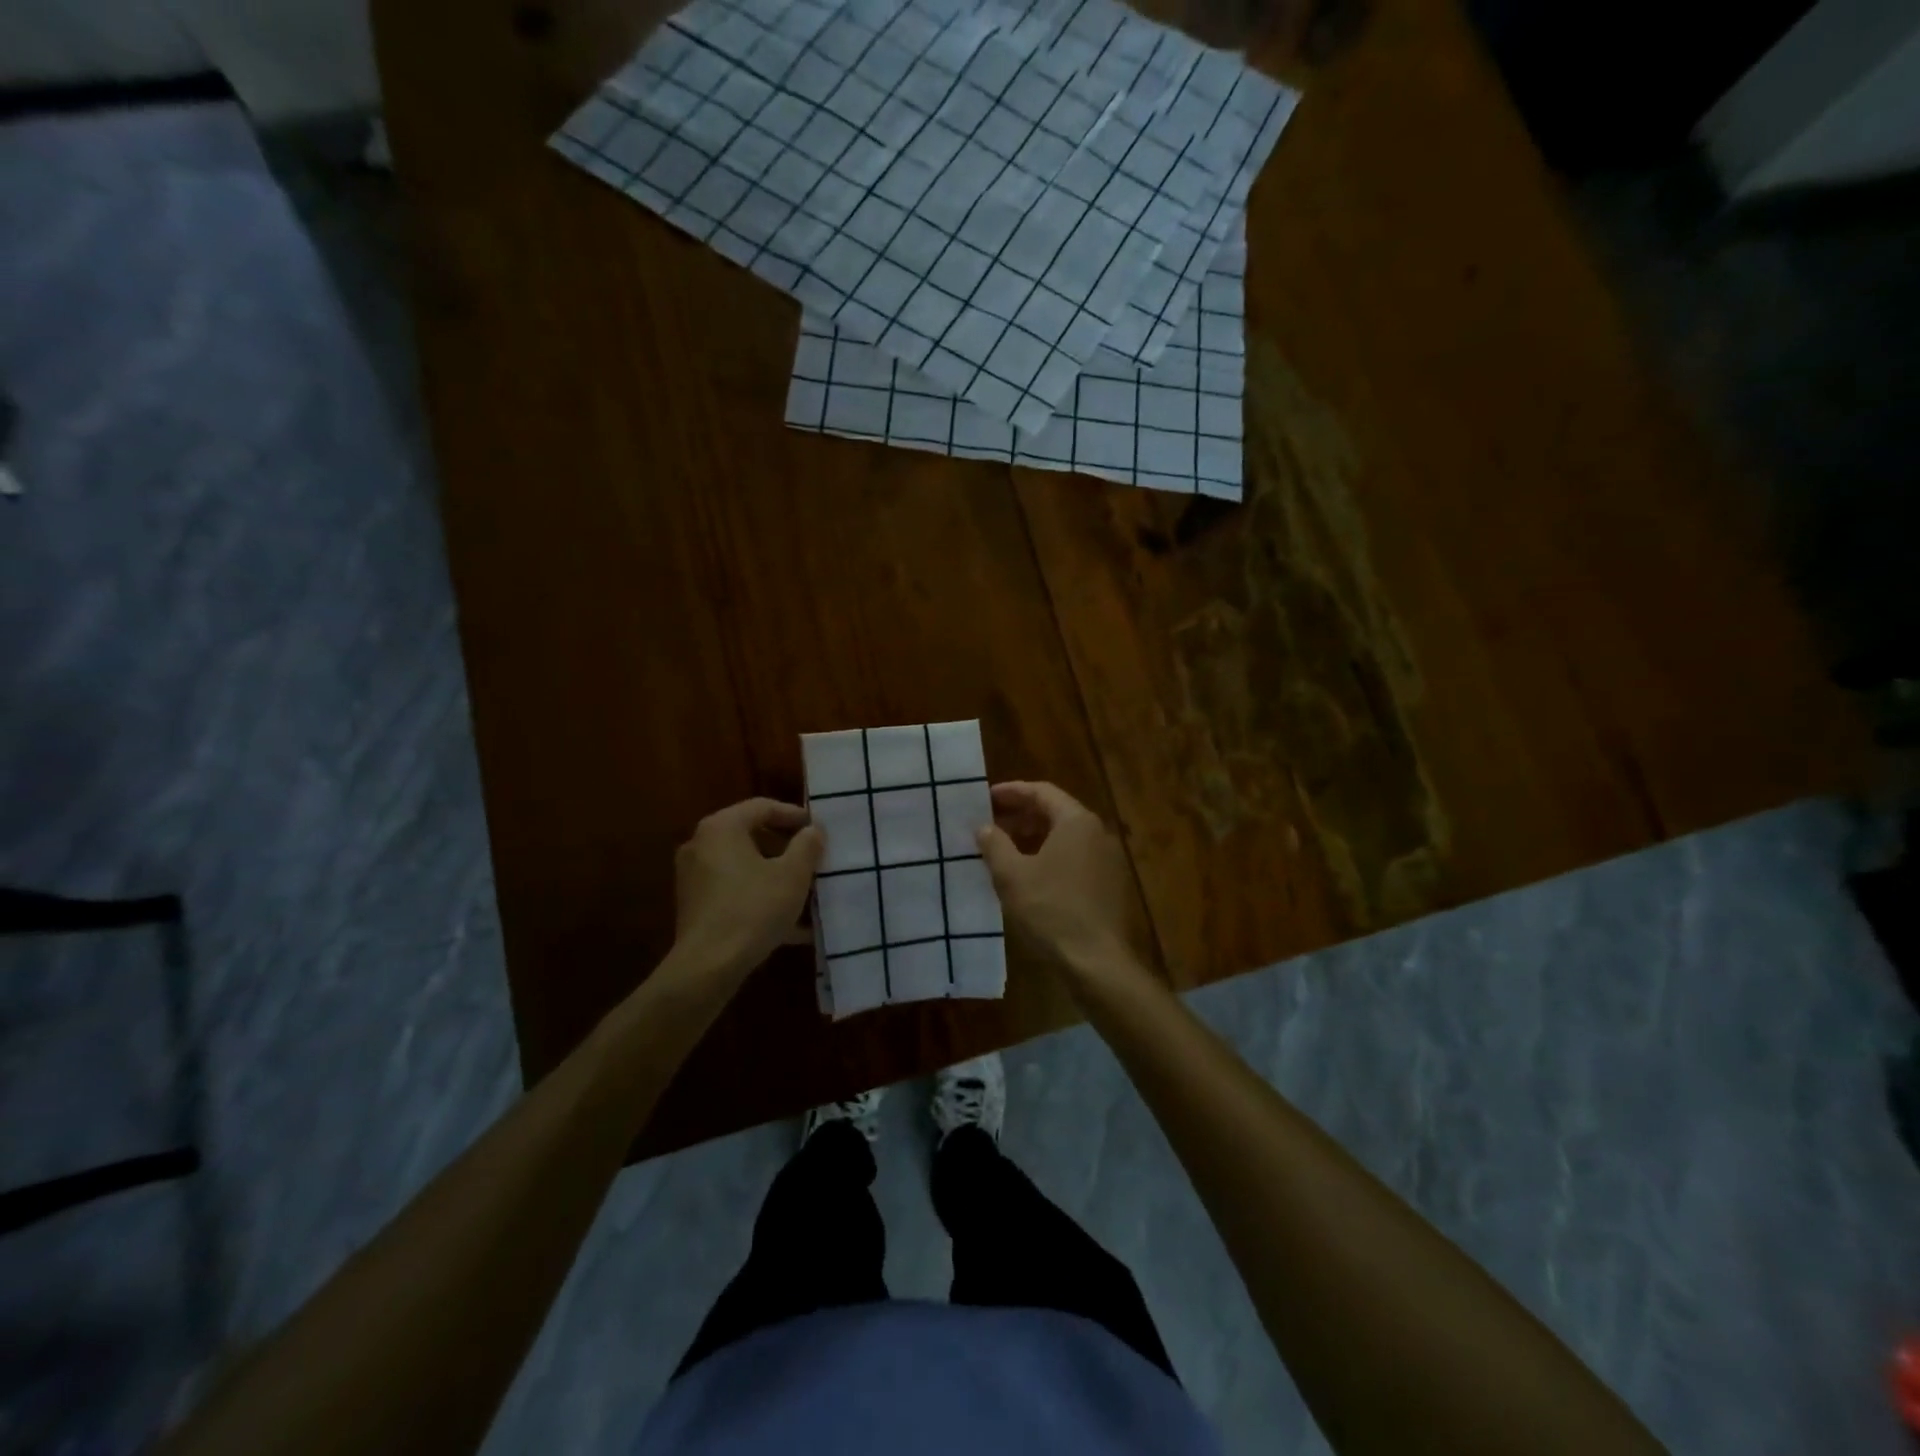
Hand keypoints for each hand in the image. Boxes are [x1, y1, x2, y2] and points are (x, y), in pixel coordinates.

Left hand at [671, 798, 822, 983]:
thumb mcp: (792, 875)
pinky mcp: (696, 906)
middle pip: (752, 836)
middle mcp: (701, 845)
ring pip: (745, 867)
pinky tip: (792, 926)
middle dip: (787, 849)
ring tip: (808, 893)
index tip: (820, 830)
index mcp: (722, 828)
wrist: (708, 967)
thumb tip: (813, 830)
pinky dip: (761, 899)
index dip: (795, 815)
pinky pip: (736, 892)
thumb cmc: (754, 909)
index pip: (763, 807)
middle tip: (815, 860)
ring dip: (776, 876)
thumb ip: (807, 845)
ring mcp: (695, 877)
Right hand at [976, 782, 1142, 983]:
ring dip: (1033, 838)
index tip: (985, 798)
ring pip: (1065, 837)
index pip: (1042, 792)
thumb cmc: (1051, 910)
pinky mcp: (1108, 884)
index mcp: (1076, 822)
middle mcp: (1097, 833)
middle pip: (1055, 812)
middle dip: (1020, 816)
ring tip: (1003, 850)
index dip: (1011, 792)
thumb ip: (995, 845)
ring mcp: (1107, 859)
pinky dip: (1049, 857)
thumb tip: (983, 827)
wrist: (1096, 961)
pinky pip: (1074, 858)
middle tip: (990, 824)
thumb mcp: (1012, 875)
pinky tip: (1028, 876)